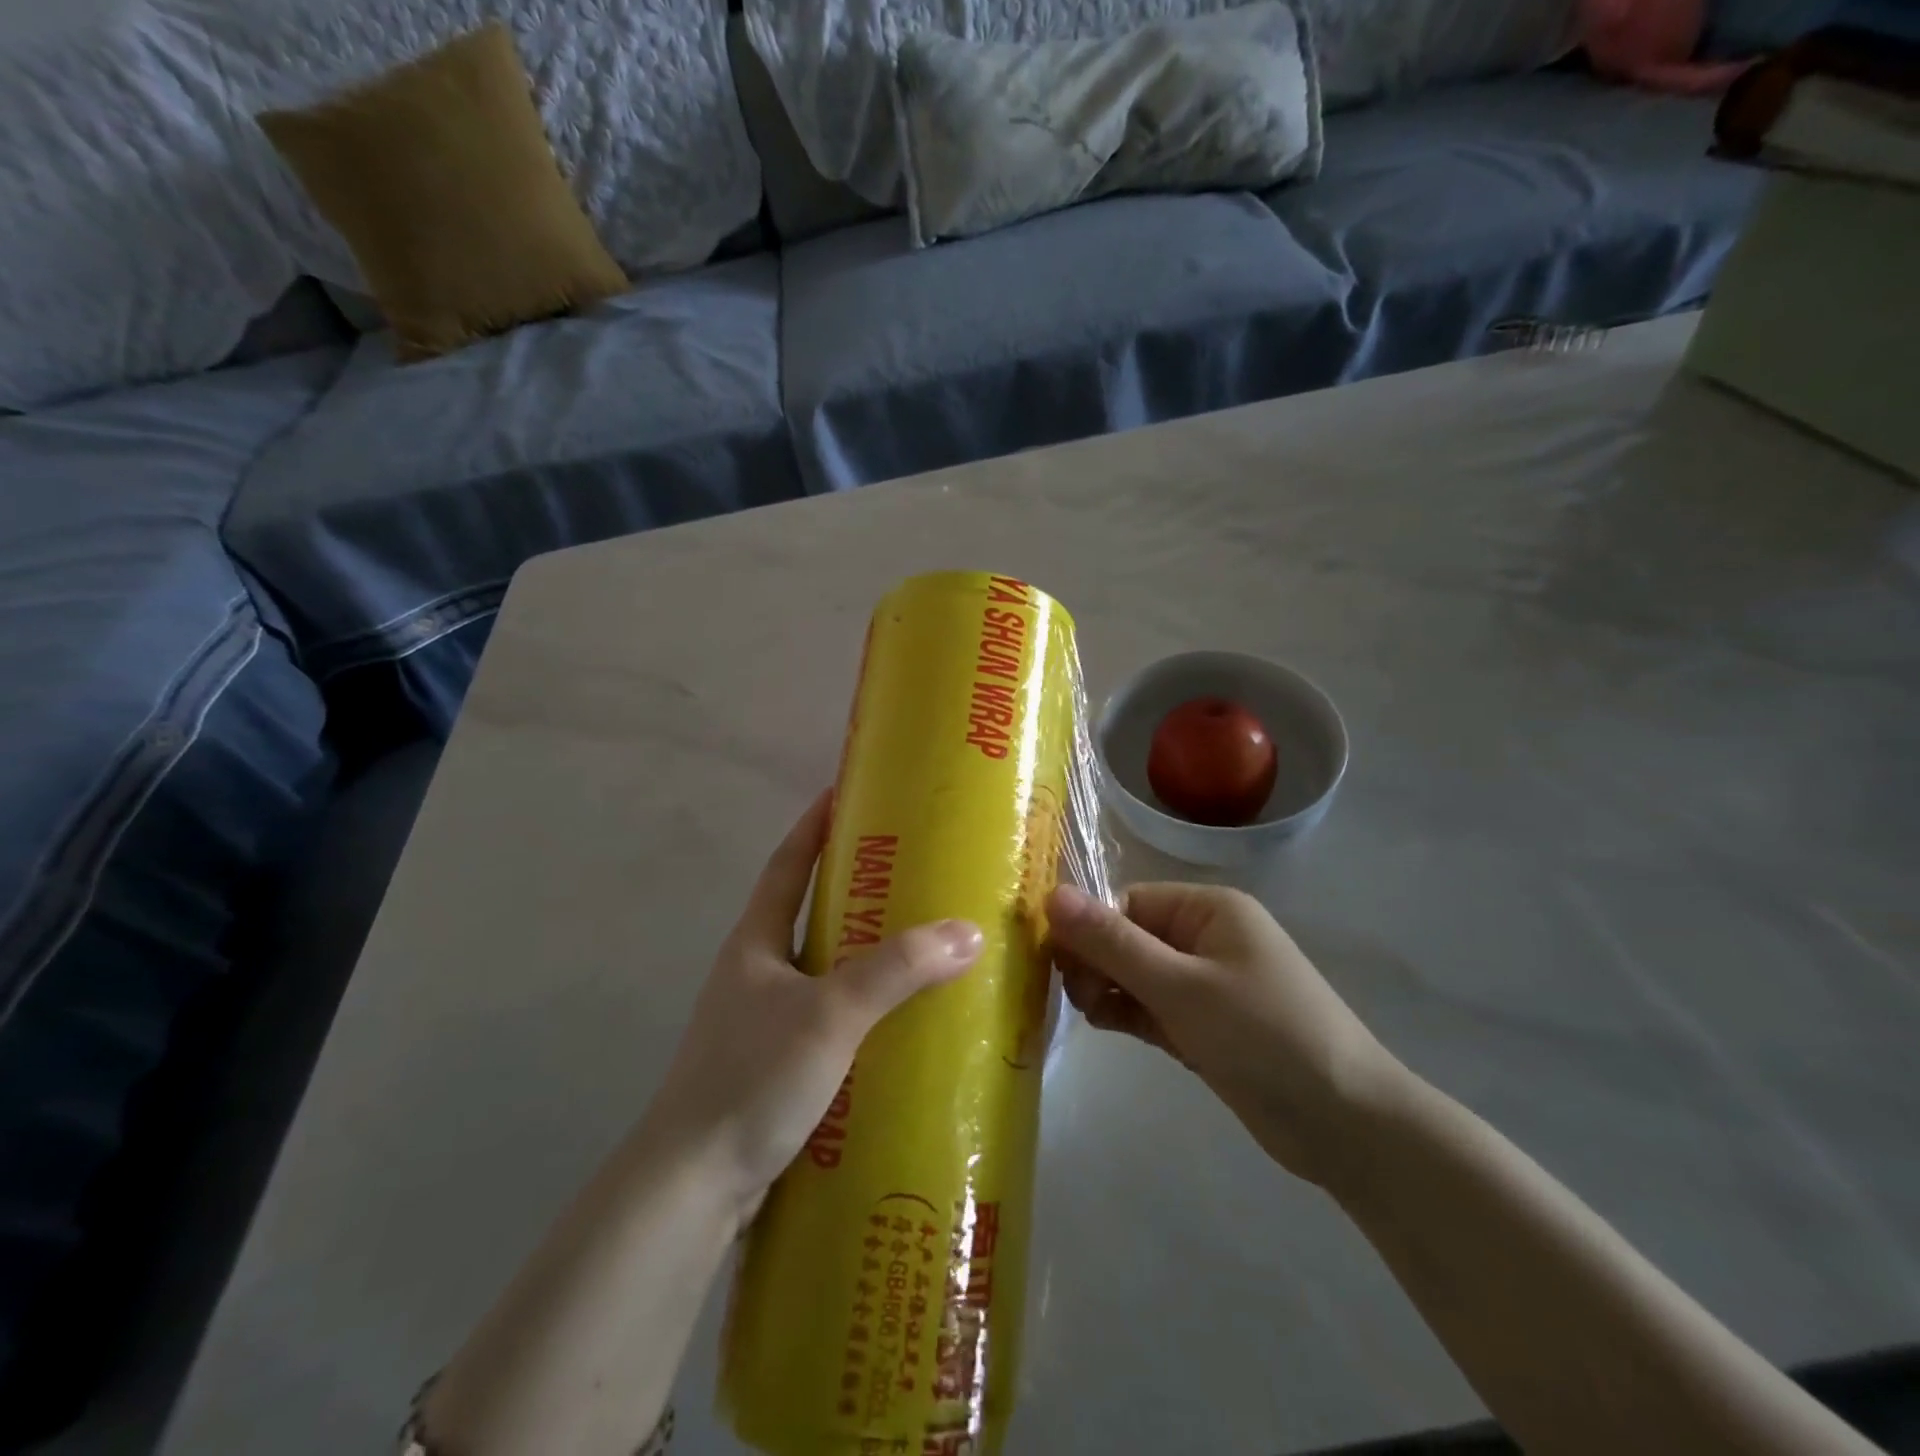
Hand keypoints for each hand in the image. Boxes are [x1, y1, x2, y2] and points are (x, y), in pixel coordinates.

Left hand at [643, 792, 983, 1226]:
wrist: (690, 1190)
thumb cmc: (750, 1079)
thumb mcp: (829, 1014)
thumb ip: (897, 971)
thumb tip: (967, 932)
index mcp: (755, 942)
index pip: (788, 863)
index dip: (815, 824)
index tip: (850, 791)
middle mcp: (756, 972)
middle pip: (811, 913)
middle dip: (859, 889)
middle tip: (917, 871)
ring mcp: (764, 1021)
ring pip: (825, 969)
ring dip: (868, 954)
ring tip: (925, 943)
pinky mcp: (778, 1066)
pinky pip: (833, 1018)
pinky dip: (866, 1009)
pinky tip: (905, 1022)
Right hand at [1048, 882, 1406, 1186]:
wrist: (1346, 1126)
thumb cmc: (1263, 1036)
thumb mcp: (1180, 986)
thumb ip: (1112, 943)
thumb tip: (1050, 894)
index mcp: (1207, 909)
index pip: (1128, 904)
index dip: (1089, 929)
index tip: (1056, 964)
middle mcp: (1205, 937)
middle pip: (1129, 937)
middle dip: (1096, 962)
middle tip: (1074, 997)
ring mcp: (1206, 984)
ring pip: (1136, 974)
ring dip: (1107, 989)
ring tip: (1090, 1015)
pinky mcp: (1204, 1024)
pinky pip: (1152, 1006)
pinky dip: (1127, 1012)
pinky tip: (1104, 1025)